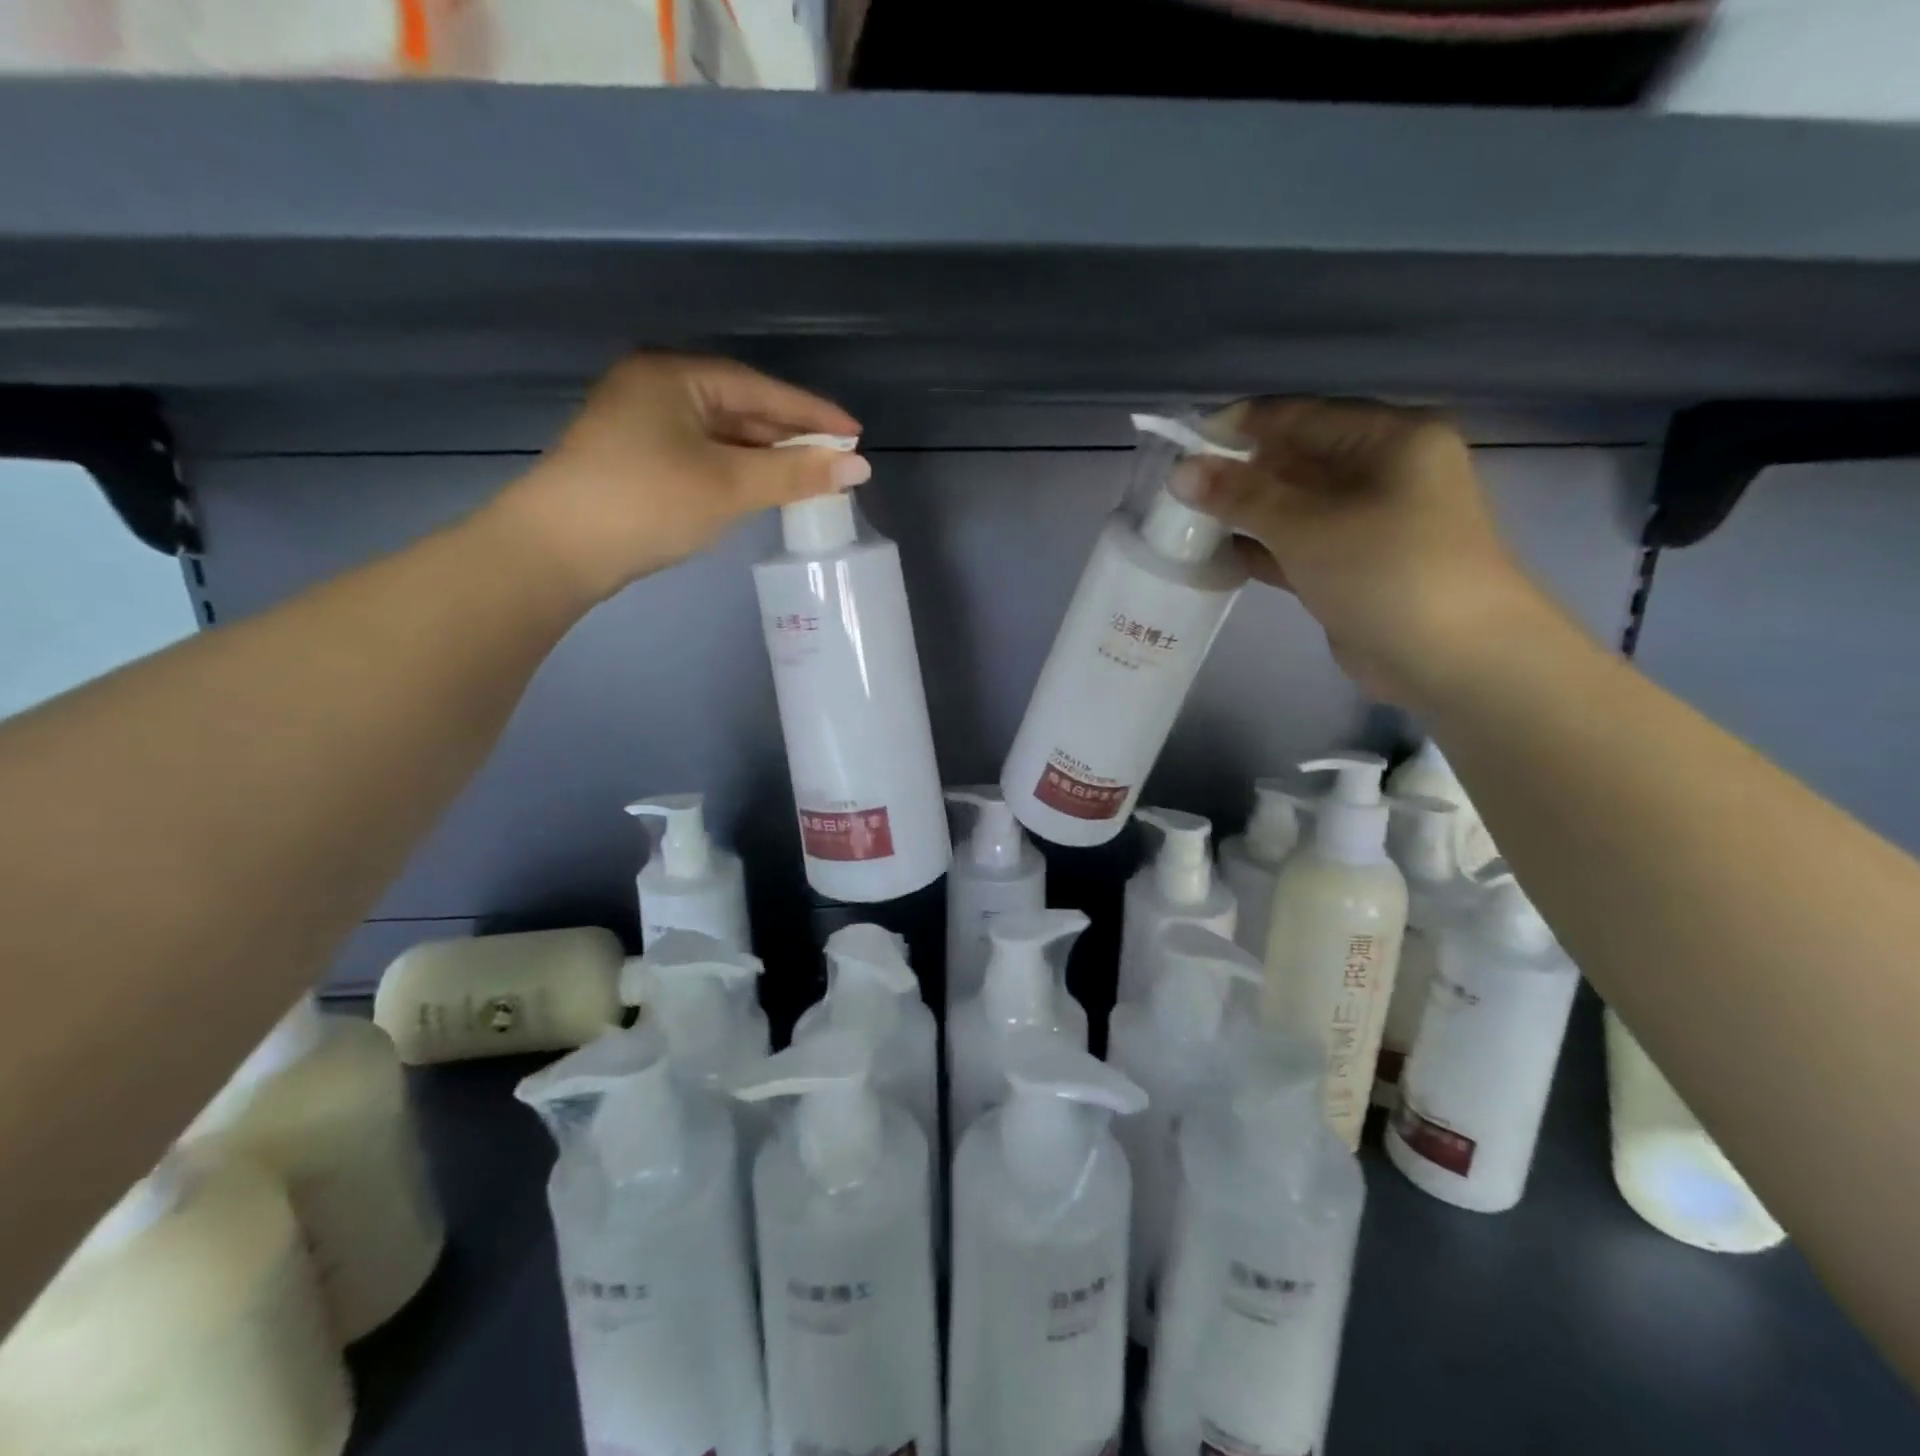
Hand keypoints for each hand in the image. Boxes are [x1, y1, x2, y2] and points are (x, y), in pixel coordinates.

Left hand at [493, 354, 869, 602]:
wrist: (558, 550)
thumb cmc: (648, 503)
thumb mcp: (729, 486)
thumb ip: (795, 473)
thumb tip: (858, 467)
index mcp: (675, 376)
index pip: (760, 389)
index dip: (812, 414)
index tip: (855, 436)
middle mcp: (655, 388)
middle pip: (740, 408)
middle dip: (789, 436)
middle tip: (836, 461)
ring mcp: (639, 423)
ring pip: (720, 434)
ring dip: (764, 455)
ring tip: (808, 477)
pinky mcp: (633, 458)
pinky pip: (701, 454)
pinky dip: (735, 469)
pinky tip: (759, 487)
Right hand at [1174, 398, 1552, 707]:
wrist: (1452, 659)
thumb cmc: (1387, 571)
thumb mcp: (1307, 525)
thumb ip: (1241, 496)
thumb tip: (1180, 471)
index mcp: (1390, 439)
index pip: (1302, 416)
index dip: (1242, 426)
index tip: (1184, 442)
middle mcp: (1383, 472)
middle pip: (1297, 460)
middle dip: (1238, 472)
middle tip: (1178, 487)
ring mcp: (1369, 523)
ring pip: (1294, 506)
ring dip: (1245, 513)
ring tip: (1184, 518)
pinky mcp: (1353, 567)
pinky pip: (1298, 545)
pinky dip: (1261, 548)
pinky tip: (1213, 554)